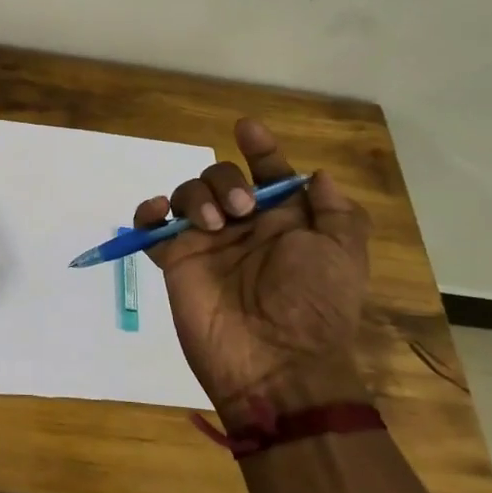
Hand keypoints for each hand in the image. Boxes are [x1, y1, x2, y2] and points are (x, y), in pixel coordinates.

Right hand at [135, 119, 371, 425]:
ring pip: (187, 193)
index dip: (260, 148)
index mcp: (283, 222)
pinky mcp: (176, 261)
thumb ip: (335, 211)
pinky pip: (151, 226)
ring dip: (196, 195)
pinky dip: (148, 212)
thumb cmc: (315, 305)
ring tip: (213, 224)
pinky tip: (158, 214)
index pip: (268, 172)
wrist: (276, 363)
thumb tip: (316, 176)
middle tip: (241, 208)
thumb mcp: (343, 255)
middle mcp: (243, 227)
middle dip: (226, 178)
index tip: (247, 129)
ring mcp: (206, 243)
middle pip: (221, 176)